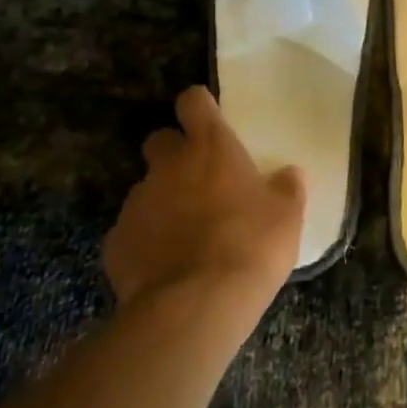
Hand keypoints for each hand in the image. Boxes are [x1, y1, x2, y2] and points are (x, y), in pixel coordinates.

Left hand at [105, 87, 305, 329]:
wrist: (195, 305)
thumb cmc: (250, 246)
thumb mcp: (287, 216)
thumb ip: (287, 188)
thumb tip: (290, 174)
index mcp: (211, 148)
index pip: (193, 101)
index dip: (199, 107)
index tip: (209, 120)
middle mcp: (168, 165)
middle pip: (161, 140)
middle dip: (174, 154)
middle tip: (199, 181)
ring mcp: (137, 202)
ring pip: (147, 189)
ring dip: (164, 201)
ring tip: (186, 236)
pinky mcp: (116, 241)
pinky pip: (132, 232)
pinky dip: (147, 242)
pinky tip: (166, 267)